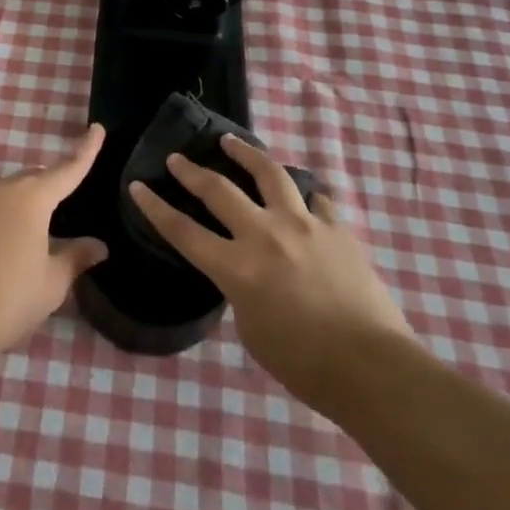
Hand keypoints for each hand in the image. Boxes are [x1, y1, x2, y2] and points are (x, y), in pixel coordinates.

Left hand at [0, 124, 109, 358]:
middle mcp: (3, 189)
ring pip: (11, 191)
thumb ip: (76, 257)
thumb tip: (99, 245)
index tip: (97, 129)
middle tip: (70, 202)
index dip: (85, 151)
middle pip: (36, 177)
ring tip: (42, 227)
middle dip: (54, 184)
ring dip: (28, 201)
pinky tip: (12, 241)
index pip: (67, 168)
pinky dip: (7, 216)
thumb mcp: (53, 281)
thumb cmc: (11, 296)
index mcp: (33, 197)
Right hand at [129, 135, 410, 407]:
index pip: (183, 230)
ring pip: (268, 173)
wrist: (372, 368)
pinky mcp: (336, 227)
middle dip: (191, 171)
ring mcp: (303, 225)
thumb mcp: (252, 331)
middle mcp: (264, 235)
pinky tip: (303, 195)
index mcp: (237, 268)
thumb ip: (241, 290)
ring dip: (244, 153)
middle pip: (218, 190)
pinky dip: (303, 195)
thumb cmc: (304, 365)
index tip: (137, 185)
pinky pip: (315, 199)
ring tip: (230, 141)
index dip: (155, 207)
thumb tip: (248, 270)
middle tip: (177, 158)